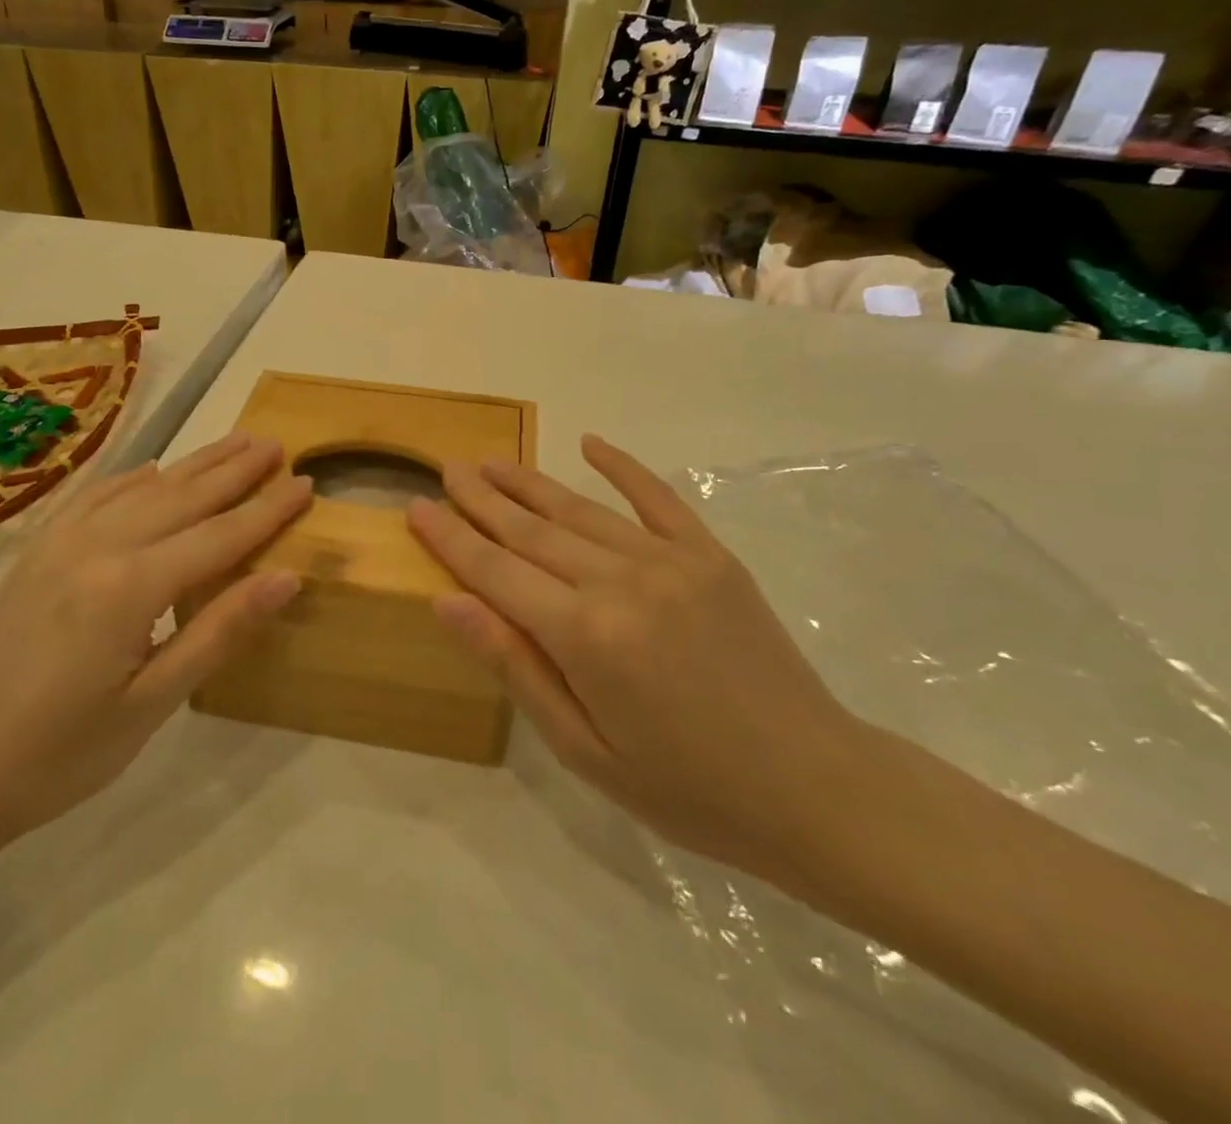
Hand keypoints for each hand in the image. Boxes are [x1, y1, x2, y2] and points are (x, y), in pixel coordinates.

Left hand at [0, 433, 309, 858]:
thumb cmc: (60, 754)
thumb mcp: (153, 704)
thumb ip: (219, 631)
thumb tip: (287, 576)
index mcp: (129, 587)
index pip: (219, 536)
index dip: (267, 510)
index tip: (306, 482)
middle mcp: (96, 547)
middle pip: (183, 496)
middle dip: (235, 470)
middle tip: (277, 444)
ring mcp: (59, 543)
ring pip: (142, 488)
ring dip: (193, 465)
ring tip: (234, 442)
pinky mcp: (36, 552)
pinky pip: (94, 498)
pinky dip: (132, 478)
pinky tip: (152, 470)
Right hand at [407, 435, 864, 879]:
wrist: (814, 787)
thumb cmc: (685, 786)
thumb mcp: (583, 748)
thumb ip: (514, 665)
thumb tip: (448, 601)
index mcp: (585, 636)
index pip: (495, 571)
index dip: (450, 537)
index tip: (416, 505)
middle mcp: (621, 581)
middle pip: (531, 530)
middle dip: (482, 499)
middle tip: (447, 469)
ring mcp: (671, 560)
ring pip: (580, 510)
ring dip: (530, 483)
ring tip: (491, 461)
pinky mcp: (710, 554)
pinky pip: (657, 498)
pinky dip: (622, 466)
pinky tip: (589, 443)